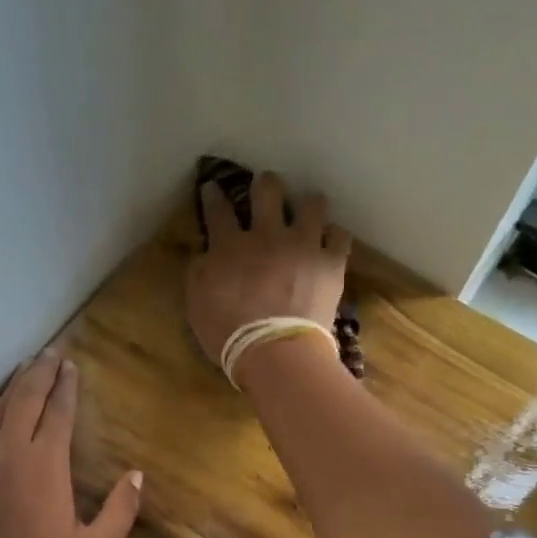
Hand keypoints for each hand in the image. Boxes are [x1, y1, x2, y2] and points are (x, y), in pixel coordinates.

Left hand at [0, 352, 142, 537]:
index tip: (71, 365)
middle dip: (40, 372)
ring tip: (24, 368)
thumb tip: (136, 475)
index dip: (66, 386)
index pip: (58, 411)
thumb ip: (120, 510)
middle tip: (49, 352)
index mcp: (46, 463)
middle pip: (25, 399)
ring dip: (12, 386)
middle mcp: (9, 451)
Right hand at [186, 171, 351, 365]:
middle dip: (266, 184)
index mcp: (230, 246)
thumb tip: (204, 253)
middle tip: (266, 187)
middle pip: (268, 191)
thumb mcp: (196, 305)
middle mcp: (267, 235)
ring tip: (309, 208)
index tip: (213, 187)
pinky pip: (340, 237)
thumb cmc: (228, 334)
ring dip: (308, 204)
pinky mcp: (330, 263)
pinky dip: (334, 237)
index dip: (214, 195)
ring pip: (311, 205)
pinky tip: (331, 240)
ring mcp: (303, 245)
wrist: (275, 352)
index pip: (218, 210)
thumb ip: (198, 273)